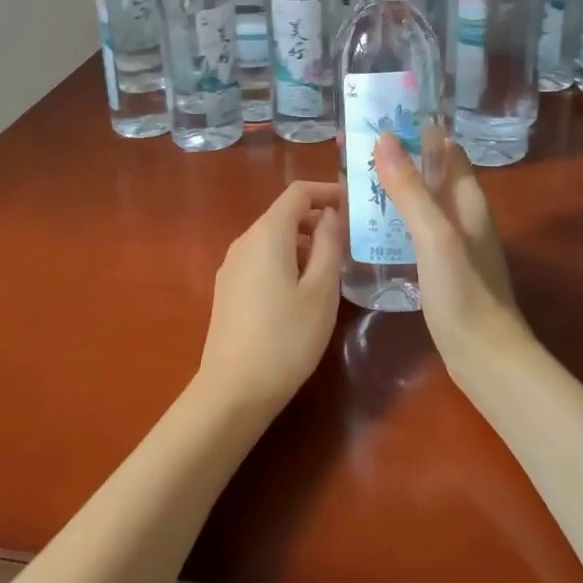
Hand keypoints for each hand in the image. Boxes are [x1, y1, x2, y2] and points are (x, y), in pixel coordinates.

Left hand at [197, 181, 344, 416]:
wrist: (233, 390)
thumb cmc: (286, 338)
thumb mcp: (321, 290)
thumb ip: (329, 245)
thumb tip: (331, 214)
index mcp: (267, 234)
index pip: (298, 192)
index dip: (327, 191)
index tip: (354, 205)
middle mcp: (244, 241)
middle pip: (284, 214)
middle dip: (318, 220)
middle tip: (351, 242)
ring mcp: (232, 265)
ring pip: (273, 238)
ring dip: (303, 243)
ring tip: (333, 269)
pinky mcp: (228, 289)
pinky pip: (261, 259)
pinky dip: (286, 260)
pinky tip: (303, 291)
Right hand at [373, 131, 529, 379]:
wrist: (485, 359)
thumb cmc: (464, 292)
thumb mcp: (435, 235)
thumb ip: (411, 189)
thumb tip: (385, 138)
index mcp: (468, 200)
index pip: (446, 149)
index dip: (418, 129)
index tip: (380, 116)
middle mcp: (463, 215)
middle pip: (430, 173)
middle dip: (397, 156)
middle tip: (352, 147)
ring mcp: (453, 243)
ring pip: (420, 201)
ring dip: (392, 187)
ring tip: (352, 178)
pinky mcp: (441, 267)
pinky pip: (413, 229)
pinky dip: (392, 218)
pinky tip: (368, 225)